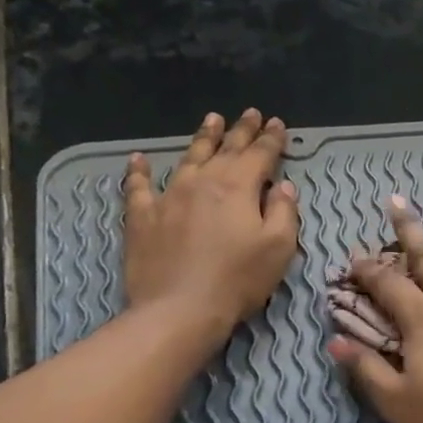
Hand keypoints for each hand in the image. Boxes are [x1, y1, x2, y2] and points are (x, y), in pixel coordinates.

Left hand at [123, 109, 299, 340]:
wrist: (179, 308)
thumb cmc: (237, 280)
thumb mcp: (278, 249)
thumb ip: (284, 213)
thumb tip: (283, 187)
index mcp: (238, 187)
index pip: (260, 155)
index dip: (272, 139)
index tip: (278, 124)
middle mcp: (202, 182)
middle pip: (225, 149)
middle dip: (241, 130)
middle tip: (250, 113)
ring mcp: (168, 196)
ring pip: (188, 158)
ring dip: (202, 138)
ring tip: (211, 120)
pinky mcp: (142, 217)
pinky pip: (138, 186)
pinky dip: (139, 171)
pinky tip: (138, 160)